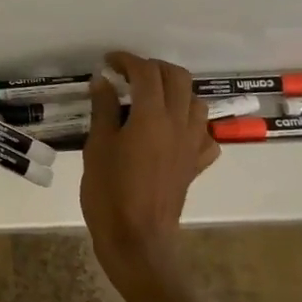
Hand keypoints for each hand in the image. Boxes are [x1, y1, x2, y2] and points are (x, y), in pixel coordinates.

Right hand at [81, 51, 219, 292]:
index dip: (127, 60)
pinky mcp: (195, 165)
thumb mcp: (97, 146)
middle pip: (178, 78)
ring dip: (175, 91)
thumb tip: (103, 81)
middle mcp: (178, 124)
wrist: (137, 241)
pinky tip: (172, 130)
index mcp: (151, 117)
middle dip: (154, 68)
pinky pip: (204, 135)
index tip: (109, 62)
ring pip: (196, 102)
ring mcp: (191, 145)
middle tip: (129, 74)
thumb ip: (104, 109)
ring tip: (151, 97)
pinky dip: (191, 123)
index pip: (146, 72)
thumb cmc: (110, 193)